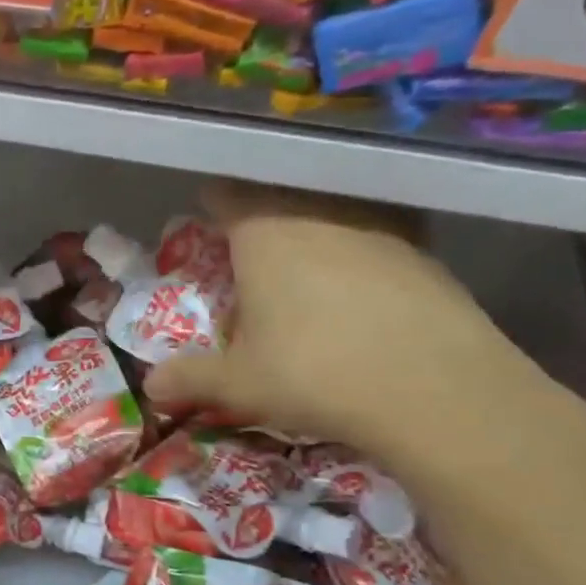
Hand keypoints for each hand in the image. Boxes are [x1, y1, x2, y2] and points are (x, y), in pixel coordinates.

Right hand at [144, 183, 562, 471]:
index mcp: (264, 233)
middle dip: (261, 210)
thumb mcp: (238, 384)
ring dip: (314, 223)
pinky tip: (361, 284)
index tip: (206, 211)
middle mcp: (319, 215)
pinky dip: (360, 248)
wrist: (435, 389)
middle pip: (280, 195)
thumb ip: (189, 379)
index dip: (213, 200)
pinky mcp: (424, 252)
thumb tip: (150, 387)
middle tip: (249, 241)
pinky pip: (377, 234)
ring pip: (332, 209)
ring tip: (305, 258)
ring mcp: (378, 229)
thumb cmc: (314, 372)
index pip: (228, 195)